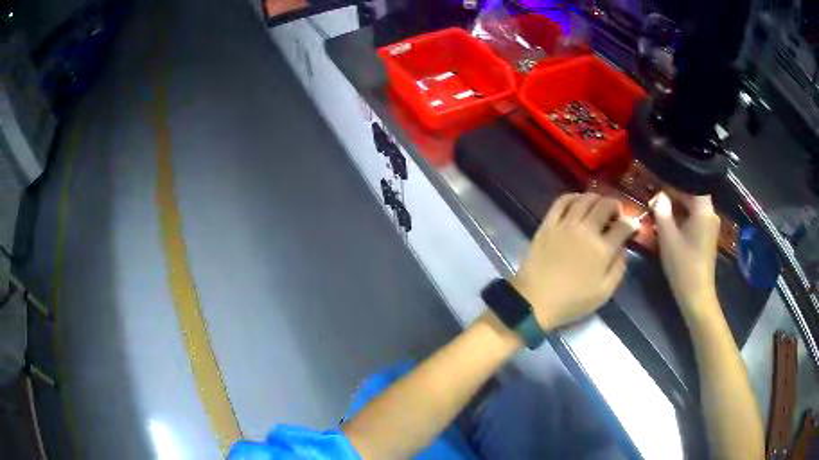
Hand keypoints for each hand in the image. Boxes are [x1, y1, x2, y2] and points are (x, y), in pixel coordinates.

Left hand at [512, 193, 635, 330]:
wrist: (534, 301)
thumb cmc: (572, 302)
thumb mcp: (604, 293)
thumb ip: (618, 268)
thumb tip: (623, 249)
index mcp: (602, 250)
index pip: (623, 227)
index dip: (631, 224)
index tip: (632, 226)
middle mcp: (586, 231)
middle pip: (605, 206)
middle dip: (616, 206)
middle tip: (616, 213)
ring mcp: (565, 224)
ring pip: (585, 199)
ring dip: (597, 199)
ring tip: (599, 206)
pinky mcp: (548, 223)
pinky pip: (562, 201)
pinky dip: (573, 197)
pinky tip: (578, 202)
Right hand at [652, 192, 720, 320]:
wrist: (697, 296)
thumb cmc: (683, 266)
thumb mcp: (668, 238)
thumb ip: (662, 212)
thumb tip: (658, 195)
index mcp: (704, 210)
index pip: (690, 182)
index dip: (673, 180)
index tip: (657, 180)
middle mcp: (710, 214)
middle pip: (692, 193)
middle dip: (674, 193)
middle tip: (655, 195)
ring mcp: (710, 226)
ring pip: (693, 206)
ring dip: (677, 206)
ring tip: (659, 207)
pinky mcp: (707, 236)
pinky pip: (695, 217)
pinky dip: (683, 216)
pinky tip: (670, 222)